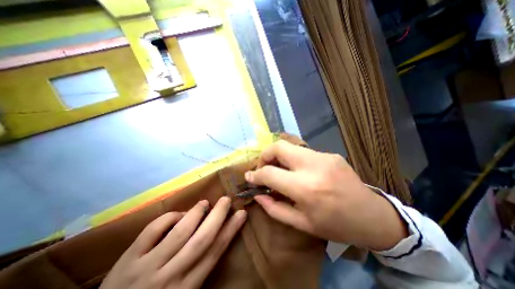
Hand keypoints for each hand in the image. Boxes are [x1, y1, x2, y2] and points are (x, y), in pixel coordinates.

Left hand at [100, 196, 246, 288]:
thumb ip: (199, 267)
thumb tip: (215, 237)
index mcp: (187, 287)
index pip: (215, 252)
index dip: (231, 230)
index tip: (241, 214)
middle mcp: (170, 276)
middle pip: (202, 240)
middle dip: (218, 216)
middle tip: (227, 200)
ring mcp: (147, 267)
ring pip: (180, 232)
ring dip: (196, 213)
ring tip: (205, 203)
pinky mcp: (128, 259)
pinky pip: (153, 230)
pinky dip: (169, 218)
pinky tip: (178, 214)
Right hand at [246, 140, 405, 249]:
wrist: (372, 217)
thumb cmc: (335, 225)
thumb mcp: (301, 224)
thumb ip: (274, 208)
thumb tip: (258, 194)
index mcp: (306, 189)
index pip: (270, 173)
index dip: (256, 174)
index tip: (250, 177)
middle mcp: (313, 166)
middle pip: (279, 147)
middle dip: (265, 155)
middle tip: (263, 167)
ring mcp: (324, 156)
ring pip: (290, 146)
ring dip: (279, 156)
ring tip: (279, 169)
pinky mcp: (330, 154)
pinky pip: (303, 152)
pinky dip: (293, 159)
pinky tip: (298, 170)